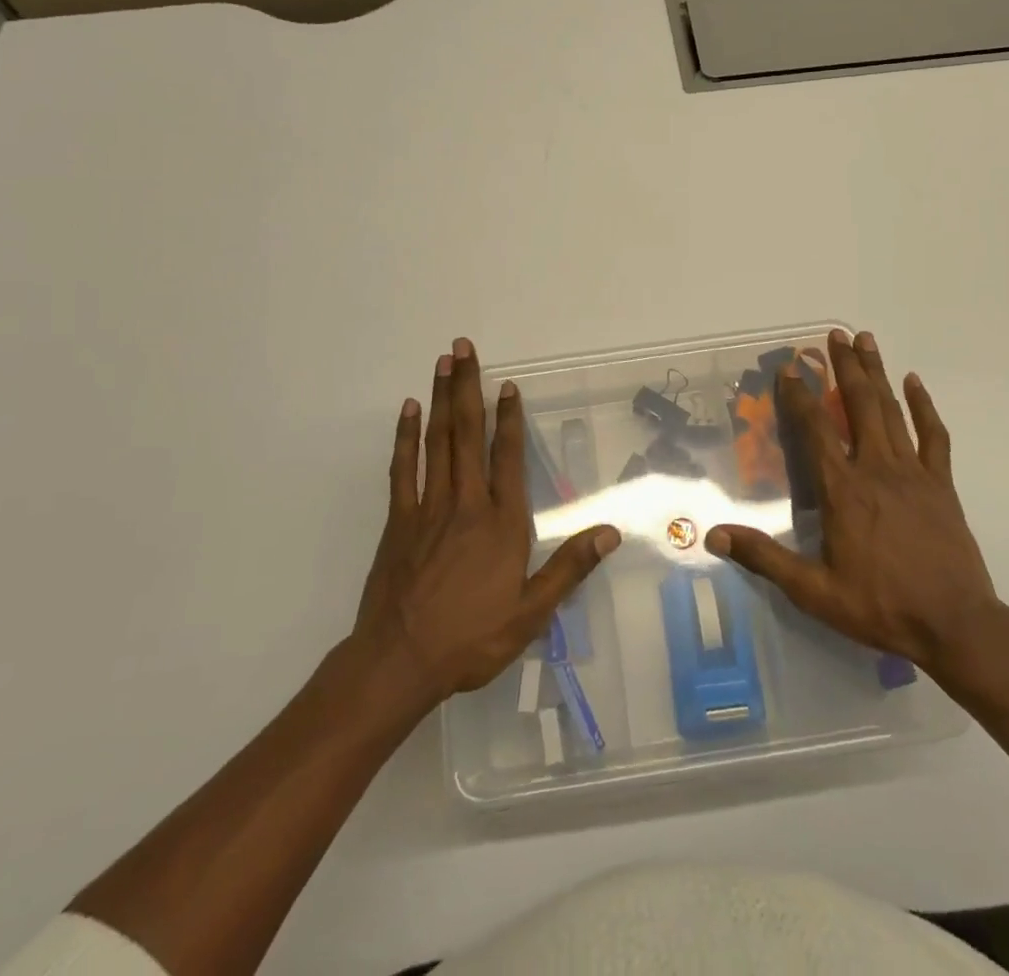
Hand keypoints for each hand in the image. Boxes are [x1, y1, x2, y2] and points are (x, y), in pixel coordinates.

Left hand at [353, 338, 620, 705]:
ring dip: (439, 399)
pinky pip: (403, 469)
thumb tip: (610, 532)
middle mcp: (466, 503)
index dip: (509, 418)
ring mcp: (427, 508)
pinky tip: (408, 411)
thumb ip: (569, 568)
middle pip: (467, 434)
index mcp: (501, 523)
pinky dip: (405, 437)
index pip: (508, 457)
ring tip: (442, 362)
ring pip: (436, 441)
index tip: (507, 385)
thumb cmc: (471, 639)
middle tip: (464, 347)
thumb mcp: (531, 613)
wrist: (400, 661)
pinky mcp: (398, 520)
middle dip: (467, 388)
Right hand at [706, 329, 1000, 677]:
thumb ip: (765, 558)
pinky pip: (934, 435)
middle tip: (835, 334)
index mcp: (843, 489)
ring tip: (866, 340)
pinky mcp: (941, 484)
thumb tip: (714, 536)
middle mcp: (876, 468)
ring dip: (876, 373)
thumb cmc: (881, 606)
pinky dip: (923, 406)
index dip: (798, 396)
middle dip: (844, 366)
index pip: (815, 430)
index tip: (788, 368)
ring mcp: (913, 472)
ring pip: (892, 410)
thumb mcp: (814, 591)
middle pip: (858, 405)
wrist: (957, 626)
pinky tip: (914, 383)